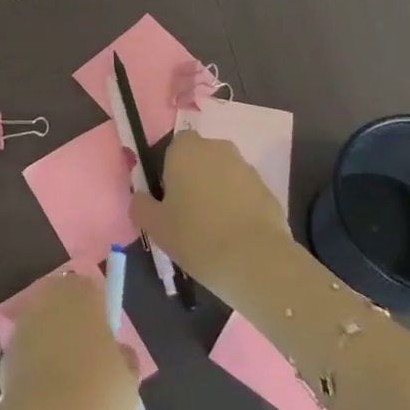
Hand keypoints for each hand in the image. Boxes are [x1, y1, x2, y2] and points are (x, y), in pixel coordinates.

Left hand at [0, 274, 139, 409]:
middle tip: (92, 365)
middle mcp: (47, 301)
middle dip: (74, 326)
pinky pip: (30, 354)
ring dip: (55, 347)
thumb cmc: (96, 398)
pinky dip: (39, 369)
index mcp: (80, 295)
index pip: (89, 288)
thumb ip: (124, 359)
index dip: (99, 311)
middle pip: (63, 305)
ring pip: (45, 329)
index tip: (108, 342)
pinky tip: (51, 400)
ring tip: (72, 388)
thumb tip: (119, 353)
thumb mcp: (128, 383)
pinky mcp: (5, 356)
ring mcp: (23, 327)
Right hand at [131, 131, 295, 309]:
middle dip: (195, 180)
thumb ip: (141, 205)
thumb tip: (141, 198)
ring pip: (224, 176)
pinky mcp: (268, 191)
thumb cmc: (196, 236)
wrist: (256, 261)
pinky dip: (239, 209)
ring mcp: (246, 168)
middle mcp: (217, 148)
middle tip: (188, 215)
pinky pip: (245, 195)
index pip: (172, 148)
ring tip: (214, 231)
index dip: (169, 172)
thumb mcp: (155, 225)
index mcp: (185, 149)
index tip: (168, 200)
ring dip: (218, 194)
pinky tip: (235, 237)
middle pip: (200, 160)